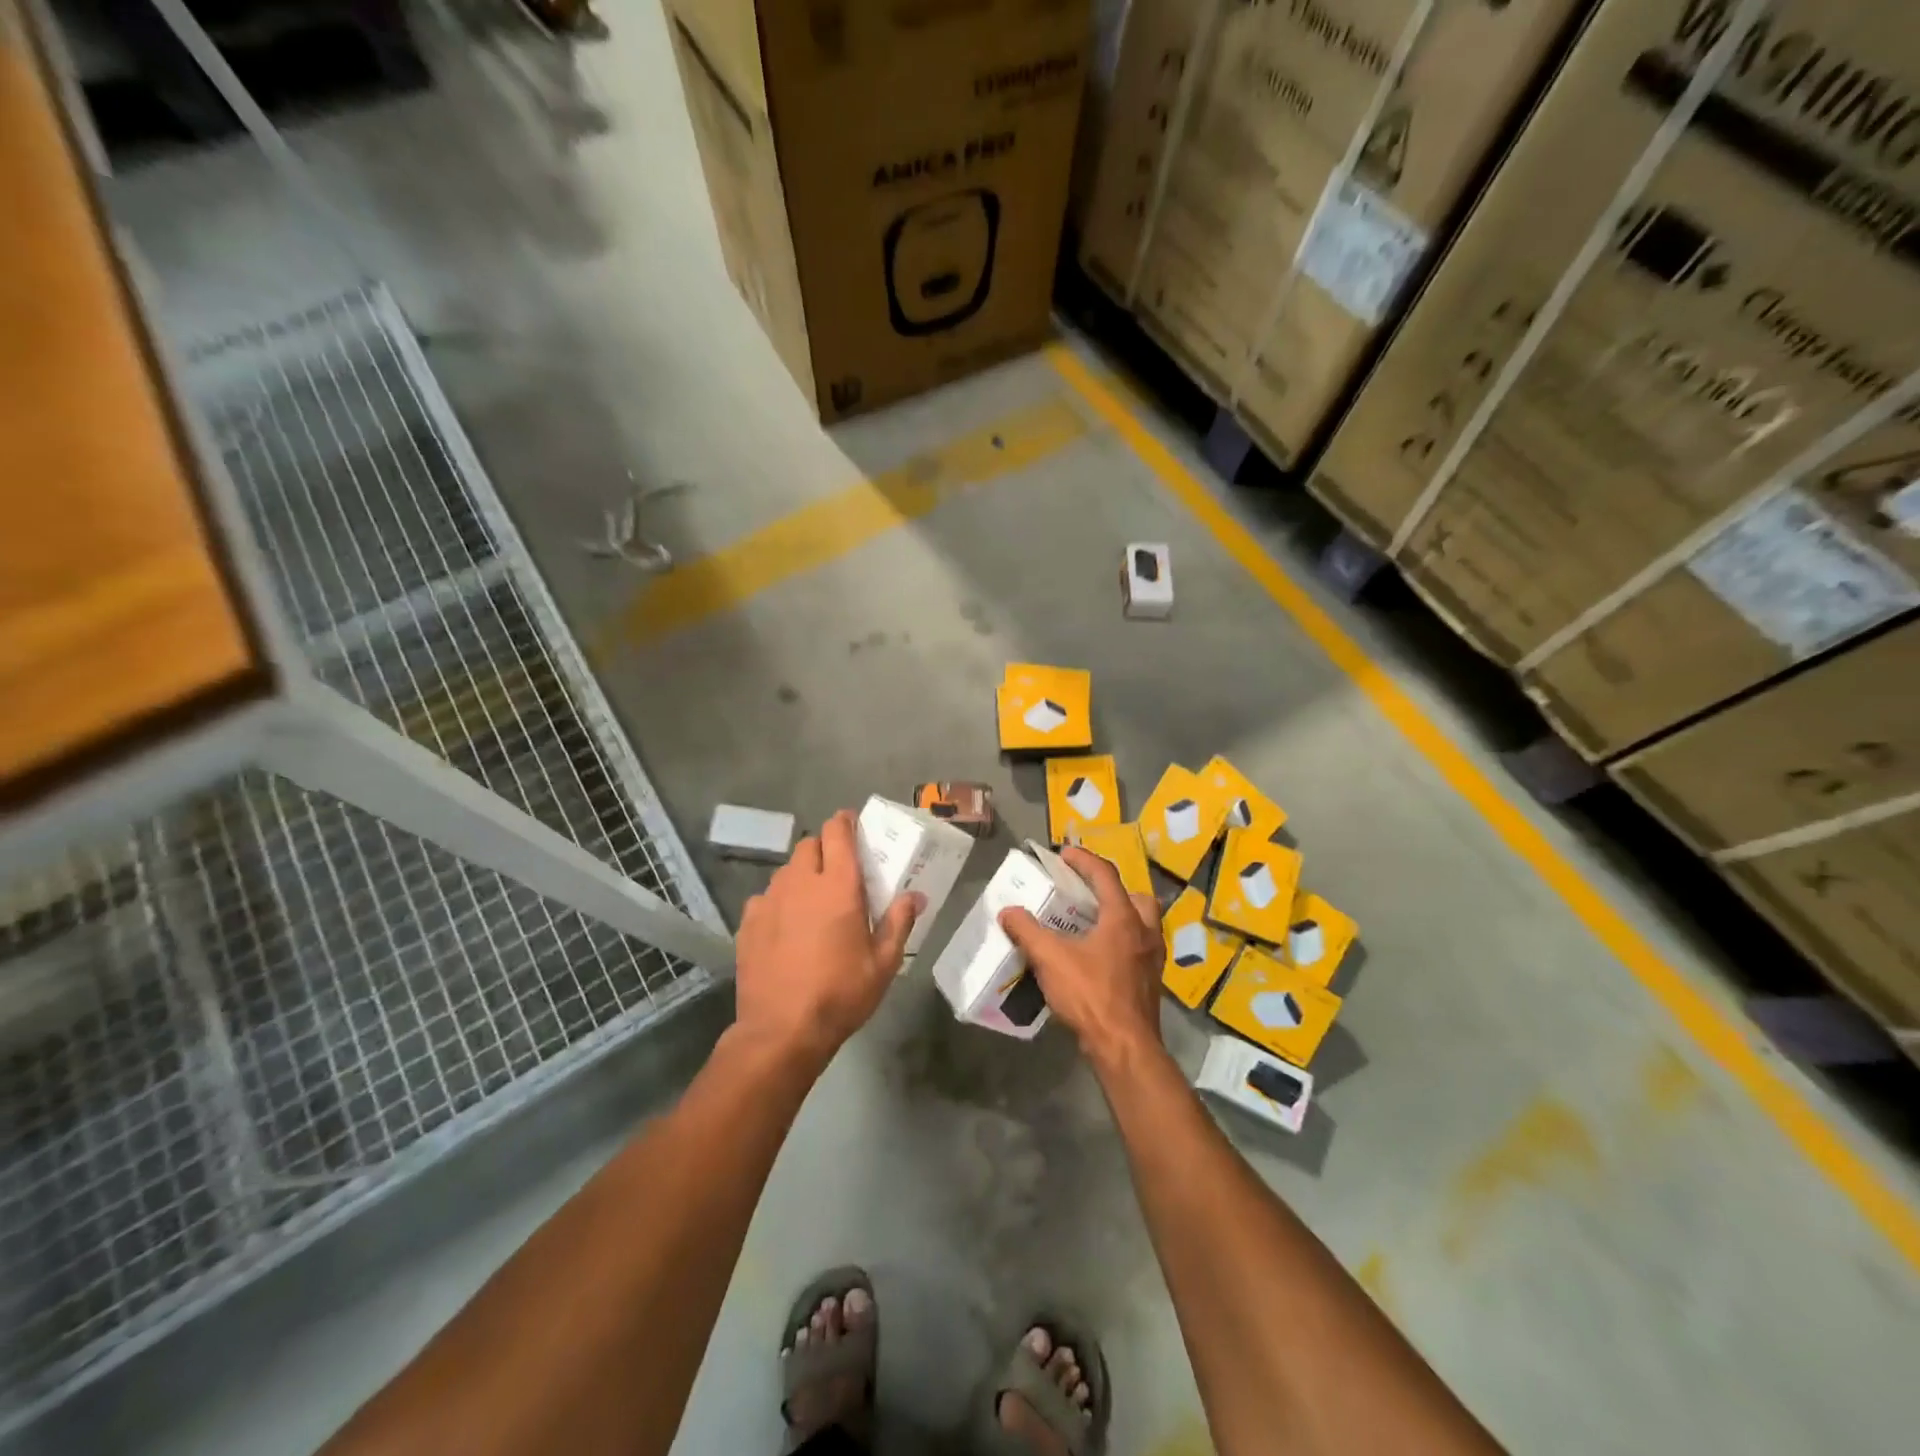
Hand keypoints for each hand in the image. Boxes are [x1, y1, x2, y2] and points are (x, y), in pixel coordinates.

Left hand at [733, 809, 920, 1068]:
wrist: (782, 1031)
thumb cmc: (841, 994)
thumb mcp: (883, 964)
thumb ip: (899, 922)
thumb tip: (915, 896)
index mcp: (839, 887)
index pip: (838, 833)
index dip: (845, 822)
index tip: (853, 825)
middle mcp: (801, 884)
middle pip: (809, 845)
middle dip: (825, 848)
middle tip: (839, 871)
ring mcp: (769, 901)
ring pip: (787, 871)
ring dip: (802, 875)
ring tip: (813, 901)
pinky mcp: (748, 923)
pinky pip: (765, 897)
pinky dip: (778, 902)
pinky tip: (786, 927)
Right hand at [999, 848, 1163, 1070]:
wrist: (1125, 1048)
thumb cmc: (1090, 995)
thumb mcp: (1050, 959)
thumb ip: (1027, 931)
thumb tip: (1008, 911)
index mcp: (1123, 918)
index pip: (1106, 875)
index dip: (1084, 860)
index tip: (1064, 854)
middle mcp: (1145, 932)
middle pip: (1137, 897)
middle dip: (1114, 890)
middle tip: (1089, 895)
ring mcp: (1152, 959)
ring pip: (1143, 925)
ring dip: (1122, 918)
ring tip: (1093, 926)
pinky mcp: (1151, 982)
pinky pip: (1140, 949)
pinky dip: (1122, 944)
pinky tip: (1100, 958)